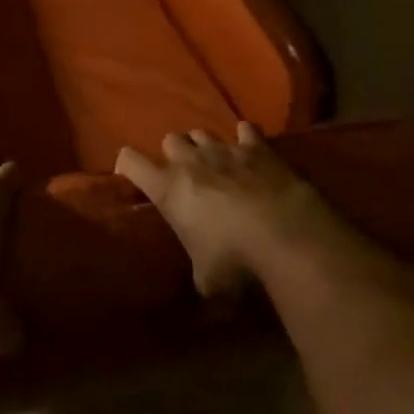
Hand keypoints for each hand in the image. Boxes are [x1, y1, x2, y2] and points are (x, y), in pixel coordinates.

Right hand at [117, 123, 323, 296]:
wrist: (285, 233)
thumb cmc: (234, 259)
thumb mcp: (207, 279)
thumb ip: (198, 271)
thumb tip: (205, 283)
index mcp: (168, 188)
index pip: (130, 161)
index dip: (127, 165)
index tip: (131, 175)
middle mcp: (191, 161)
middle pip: (170, 139)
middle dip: (174, 154)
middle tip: (184, 176)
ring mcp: (225, 149)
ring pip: (203, 132)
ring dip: (205, 146)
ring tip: (215, 165)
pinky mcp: (258, 147)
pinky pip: (246, 131)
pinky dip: (245, 139)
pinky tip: (250, 151)